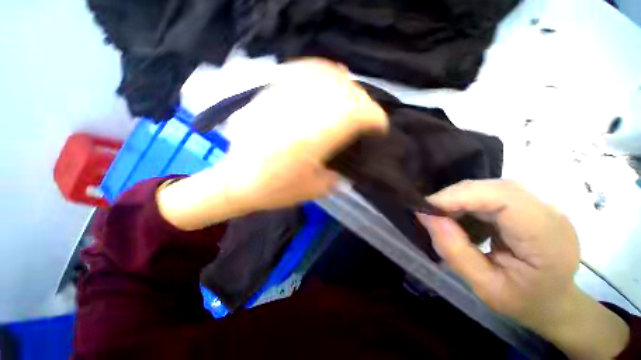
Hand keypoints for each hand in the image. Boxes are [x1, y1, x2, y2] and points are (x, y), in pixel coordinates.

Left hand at [220, 59, 387, 212]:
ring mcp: (284, 100)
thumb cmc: (275, 190)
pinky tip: (328, 78)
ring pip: (326, 78)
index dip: (375, 118)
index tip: (380, 127)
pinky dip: (320, 71)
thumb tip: (349, 168)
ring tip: (352, 99)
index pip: (356, 114)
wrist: (236, 181)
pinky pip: (300, 72)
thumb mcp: (314, 189)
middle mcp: (303, 112)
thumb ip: (337, 176)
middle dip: (364, 103)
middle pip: (345, 94)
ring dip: (346, 87)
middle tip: (367, 116)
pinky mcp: (271, 96)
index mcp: (316, 138)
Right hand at [417, 180, 628, 358]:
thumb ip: (455, 251)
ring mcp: (541, 205)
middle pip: (495, 188)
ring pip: (491, 188)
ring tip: (442, 215)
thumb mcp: (485, 286)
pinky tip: (461, 216)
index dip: (460, 197)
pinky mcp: (530, 205)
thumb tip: (426, 217)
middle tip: (430, 212)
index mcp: (547, 239)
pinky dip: (468, 201)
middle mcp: (549, 213)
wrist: (554, 301)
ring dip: (460, 198)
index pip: (503, 198)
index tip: (427, 208)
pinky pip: (492, 194)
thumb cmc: (524, 301)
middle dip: (455, 196)